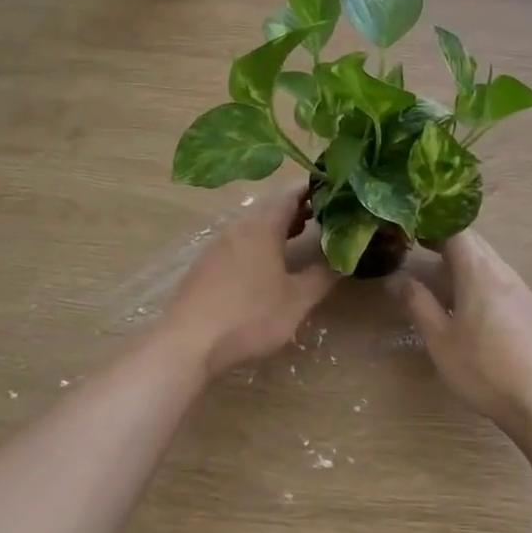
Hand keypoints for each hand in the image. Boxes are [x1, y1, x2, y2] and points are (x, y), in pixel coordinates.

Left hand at [164, 188, 337, 376]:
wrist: (188, 343)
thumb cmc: (249, 316)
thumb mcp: (296, 300)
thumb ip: (322, 276)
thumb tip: (343, 258)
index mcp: (262, 227)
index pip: (289, 194)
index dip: (312, 189)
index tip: (334, 190)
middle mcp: (238, 228)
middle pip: (271, 208)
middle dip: (298, 208)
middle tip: (324, 214)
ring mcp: (218, 246)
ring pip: (253, 225)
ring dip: (278, 227)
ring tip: (301, 234)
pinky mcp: (205, 265)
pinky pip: (239, 242)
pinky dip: (260, 242)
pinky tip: (267, 263)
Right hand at [387, 231, 531, 435]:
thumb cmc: (483, 368)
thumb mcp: (440, 339)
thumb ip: (418, 304)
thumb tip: (396, 279)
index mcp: (479, 271)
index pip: (456, 231)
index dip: (432, 227)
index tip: (410, 232)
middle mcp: (502, 271)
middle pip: (473, 243)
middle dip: (445, 243)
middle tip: (417, 252)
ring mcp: (519, 289)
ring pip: (487, 262)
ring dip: (461, 264)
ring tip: (436, 281)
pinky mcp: (528, 308)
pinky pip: (498, 280)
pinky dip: (477, 281)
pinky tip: (465, 306)